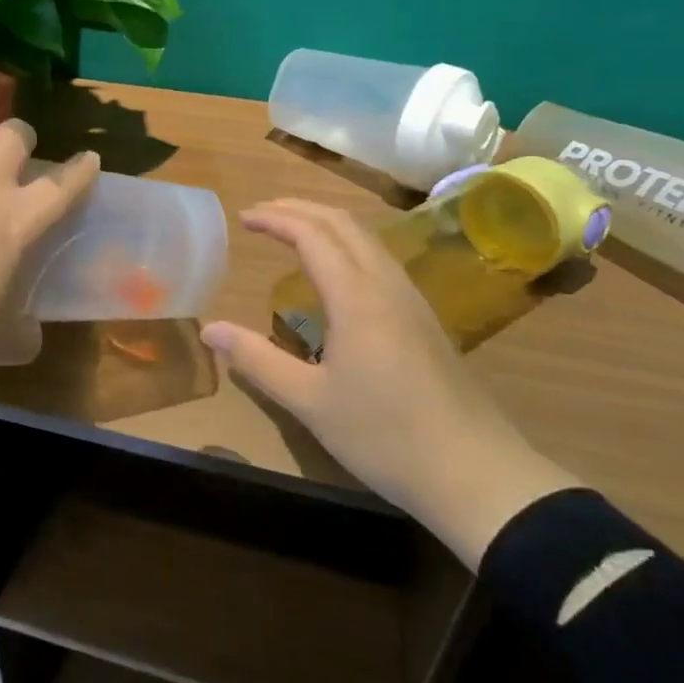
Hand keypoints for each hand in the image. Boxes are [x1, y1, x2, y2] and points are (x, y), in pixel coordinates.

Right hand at [200, 199, 581, 567]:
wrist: (475, 473)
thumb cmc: (385, 436)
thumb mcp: (309, 402)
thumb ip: (257, 360)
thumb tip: (209, 329)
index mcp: (356, 297)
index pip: (312, 234)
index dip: (275, 218)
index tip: (243, 217)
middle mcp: (385, 284)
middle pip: (342, 223)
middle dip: (298, 209)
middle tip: (261, 213)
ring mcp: (410, 299)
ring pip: (366, 238)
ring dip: (325, 223)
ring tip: (292, 230)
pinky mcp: (424, 318)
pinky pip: (379, 258)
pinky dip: (347, 244)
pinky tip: (336, 271)